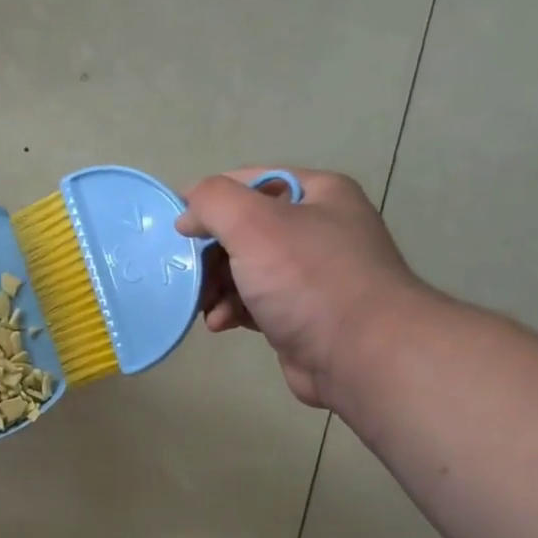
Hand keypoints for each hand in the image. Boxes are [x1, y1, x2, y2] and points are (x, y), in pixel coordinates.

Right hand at [175, 169, 430, 408]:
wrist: (361, 355)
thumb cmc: (308, 280)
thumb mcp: (254, 224)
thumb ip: (213, 203)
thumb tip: (188, 213)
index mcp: (317, 194)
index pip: (250, 182)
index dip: (209, 200)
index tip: (177, 227)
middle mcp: (317, 228)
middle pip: (242, 229)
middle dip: (209, 253)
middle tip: (188, 274)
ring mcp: (310, 275)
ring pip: (243, 269)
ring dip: (215, 286)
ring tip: (203, 305)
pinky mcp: (299, 314)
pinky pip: (252, 302)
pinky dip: (231, 310)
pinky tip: (220, 324)